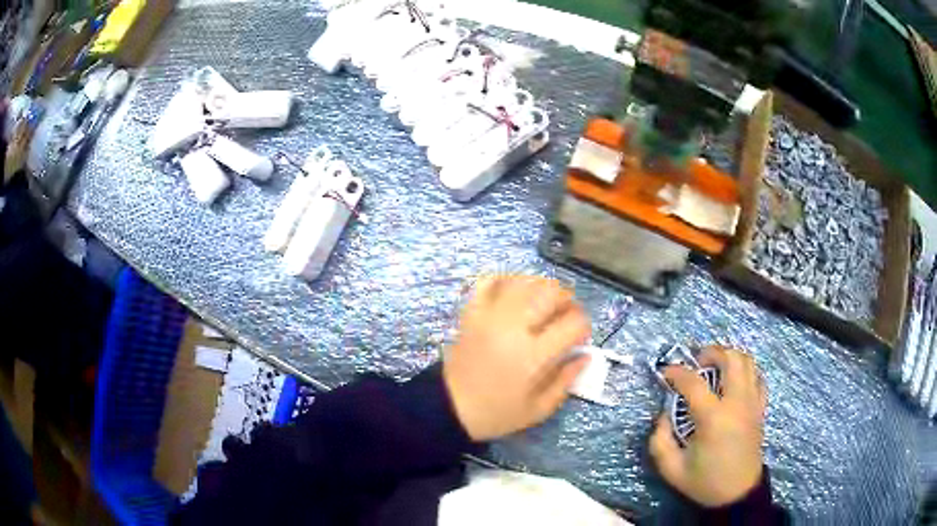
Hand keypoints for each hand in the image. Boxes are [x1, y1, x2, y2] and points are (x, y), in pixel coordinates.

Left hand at [443, 275, 591, 440]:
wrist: (450, 407)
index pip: (573, 323)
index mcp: (533, 356)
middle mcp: (513, 328)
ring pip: (524, 282)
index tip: (579, 338)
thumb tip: (585, 356)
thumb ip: (566, 381)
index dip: (584, 327)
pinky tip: (517, 293)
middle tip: (565, 316)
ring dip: (542, 288)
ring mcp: (489, 316)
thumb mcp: (538, 409)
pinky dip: (508, 280)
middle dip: (567, 300)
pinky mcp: (472, 312)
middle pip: (551, 293)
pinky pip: (490, 281)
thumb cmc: (497, 413)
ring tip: (544, 304)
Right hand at [650, 346, 766, 507]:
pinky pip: (758, 377)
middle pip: (731, 358)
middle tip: (696, 362)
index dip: (676, 372)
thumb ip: (659, 440)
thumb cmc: (705, 481)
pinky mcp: (761, 408)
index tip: (665, 373)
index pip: (693, 382)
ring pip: (748, 362)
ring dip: (729, 357)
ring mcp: (753, 403)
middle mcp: (736, 403)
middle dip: (711, 352)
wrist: (737, 493)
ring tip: (714, 368)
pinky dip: (745, 371)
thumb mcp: (671, 468)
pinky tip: (733, 382)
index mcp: (713, 418)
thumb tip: (663, 414)